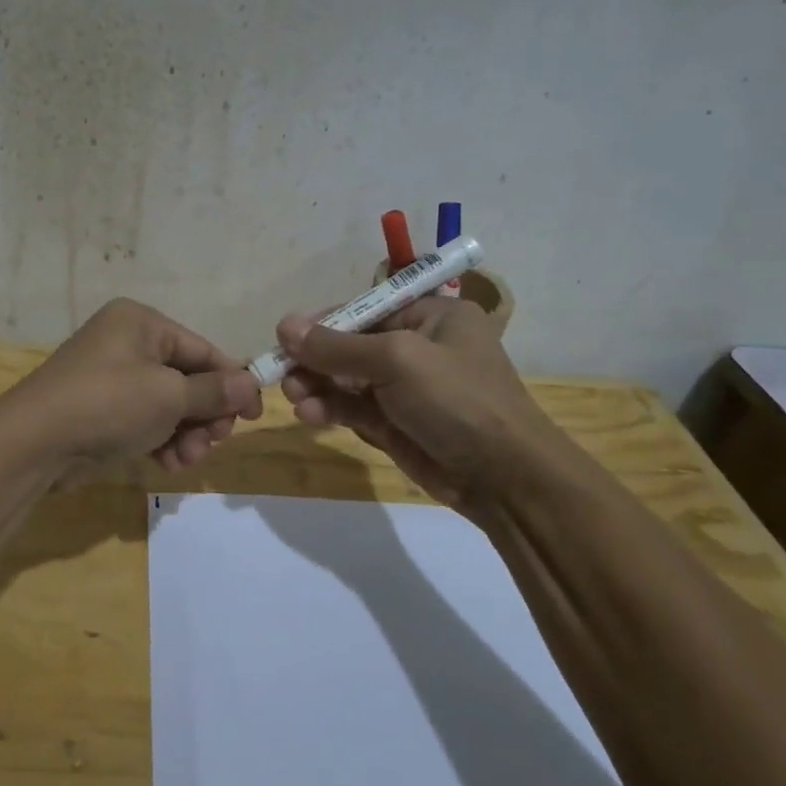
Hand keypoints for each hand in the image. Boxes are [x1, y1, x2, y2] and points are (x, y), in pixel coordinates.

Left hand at [9, 299, 263, 473]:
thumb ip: (214, 392)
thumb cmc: (109, 404)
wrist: (34, 443)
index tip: (256, 414)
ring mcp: (110, 378)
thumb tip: (252, 385)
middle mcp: (126, 343)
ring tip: (186, 459)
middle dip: (204, 415)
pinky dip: (160, 441)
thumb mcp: (169, 396)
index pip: (202, 350)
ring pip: (167, 406)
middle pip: (186, 379)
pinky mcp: (100, 411)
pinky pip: (144, 421)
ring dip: (185, 434)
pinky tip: (166, 464)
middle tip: (214, 442)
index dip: (233, 381)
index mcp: (141, 323)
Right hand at [277, 298, 560, 510]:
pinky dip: (331, 409)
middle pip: (352, 345)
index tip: (285, 336)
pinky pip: (354, 409)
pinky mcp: (396, 423)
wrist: (503, 477)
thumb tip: (284, 325)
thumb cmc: (457, 400)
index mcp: (432, 316)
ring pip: (348, 380)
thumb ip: (337, 346)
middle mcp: (418, 347)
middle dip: (316, 359)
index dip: (324, 322)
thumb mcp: (396, 361)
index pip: (366, 309)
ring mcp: (407, 389)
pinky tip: (310, 415)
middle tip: (282, 372)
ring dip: (318, 386)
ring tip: (294, 396)